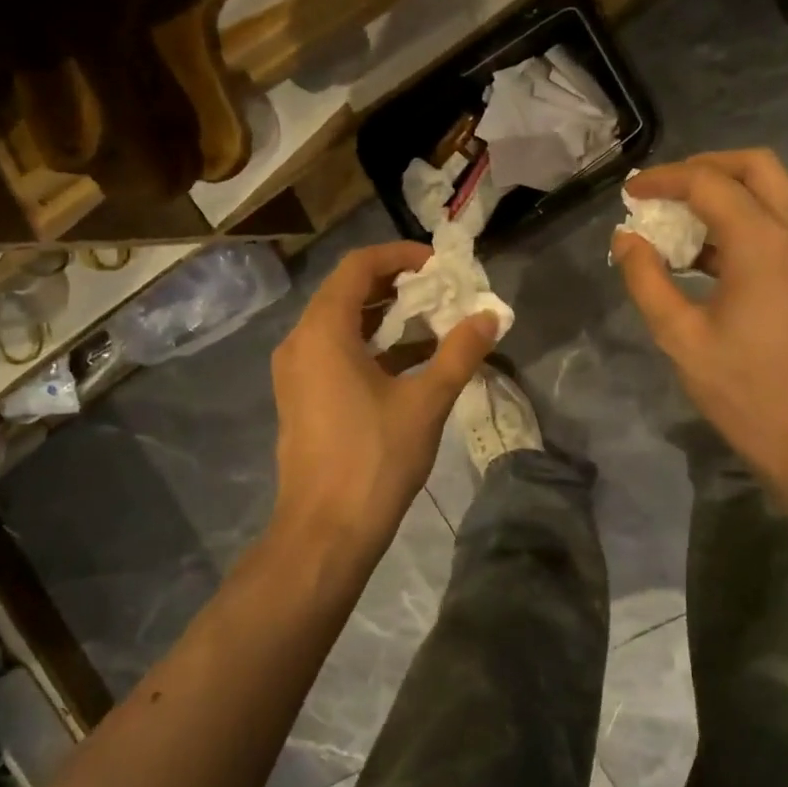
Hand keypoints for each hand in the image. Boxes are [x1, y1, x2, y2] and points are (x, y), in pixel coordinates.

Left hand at [269, 242, 496, 564]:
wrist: (326, 531)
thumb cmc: (375, 458)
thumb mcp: (426, 401)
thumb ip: (460, 352)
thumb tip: (491, 316)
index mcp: (323, 331)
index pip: (358, 266)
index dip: (400, 255)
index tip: (439, 264)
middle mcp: (300, 342)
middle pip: (347, 291)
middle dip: (396, 285)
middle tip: (441, 289)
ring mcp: (296, 372)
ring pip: (341, 323)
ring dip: (385, 316)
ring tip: (432, 319)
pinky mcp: (302, 397)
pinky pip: (335, 352)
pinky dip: (370, 346)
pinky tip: (411, 360)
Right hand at [612, 149, 787, 497]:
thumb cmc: (745, 389)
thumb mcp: (680, 336)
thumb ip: (647, 280)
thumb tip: (626, 239)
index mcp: (763, 242)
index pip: (708, 182)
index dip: (664, 180)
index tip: (630, 194)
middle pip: (754, 166)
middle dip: (704, 168)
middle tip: (664, 192)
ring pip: (773, 190)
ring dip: (726, 192)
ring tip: (679, 221)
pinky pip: (782, 221)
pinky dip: (744, 219)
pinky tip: (707, 255)